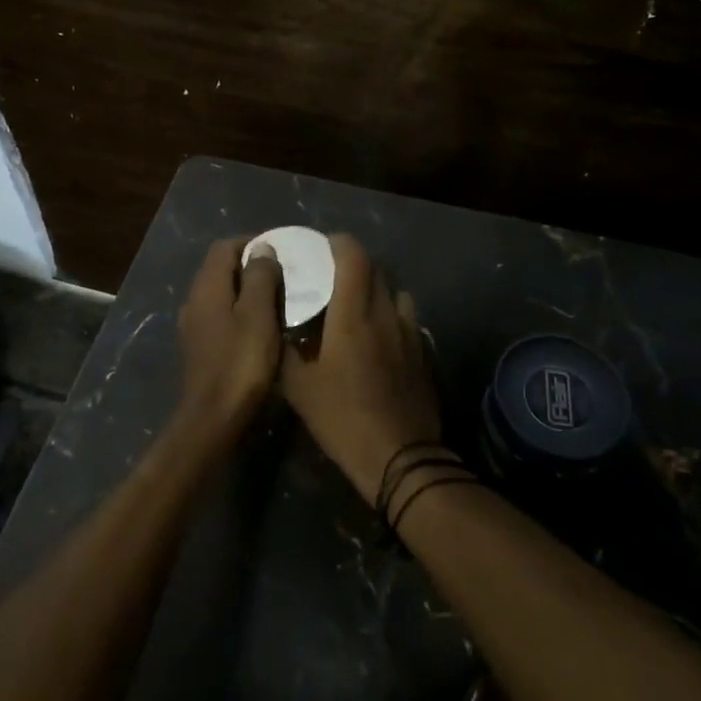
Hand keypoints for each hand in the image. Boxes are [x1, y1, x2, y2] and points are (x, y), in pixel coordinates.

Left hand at [175, 237, 282, 444]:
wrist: (213, 418)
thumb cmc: (241, 362)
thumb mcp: (258, 314)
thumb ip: (260, 276)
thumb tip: (262, 248)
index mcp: (207, 287)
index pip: (224, 247)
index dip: (251, 242)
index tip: (281, 250)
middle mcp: (194, 300)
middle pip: (220, 268)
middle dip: (250, 265)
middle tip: (284, 272)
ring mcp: (194, 325)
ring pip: (221, 293)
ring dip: (246, 289)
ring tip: (278, 297)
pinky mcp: (199, 347)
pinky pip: (220, 315)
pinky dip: (240, 311)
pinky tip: (261, 325)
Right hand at [281, 233, 441, 505]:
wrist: (399, 458)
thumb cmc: (343, 418)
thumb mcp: (298, 387)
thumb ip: (286, 349)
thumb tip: (277, 326)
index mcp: (353, 314)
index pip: (353, 256)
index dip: (338, 243)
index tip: (321, 246)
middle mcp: (385, 313)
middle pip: (376, 268)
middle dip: (354, 263)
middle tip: (331, 274)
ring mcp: (409, 332)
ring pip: (395, 292)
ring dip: (376, 288)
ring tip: (357, 302)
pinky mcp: (422, 352)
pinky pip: (406, 318)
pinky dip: (390, 314)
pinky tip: (378, 336)